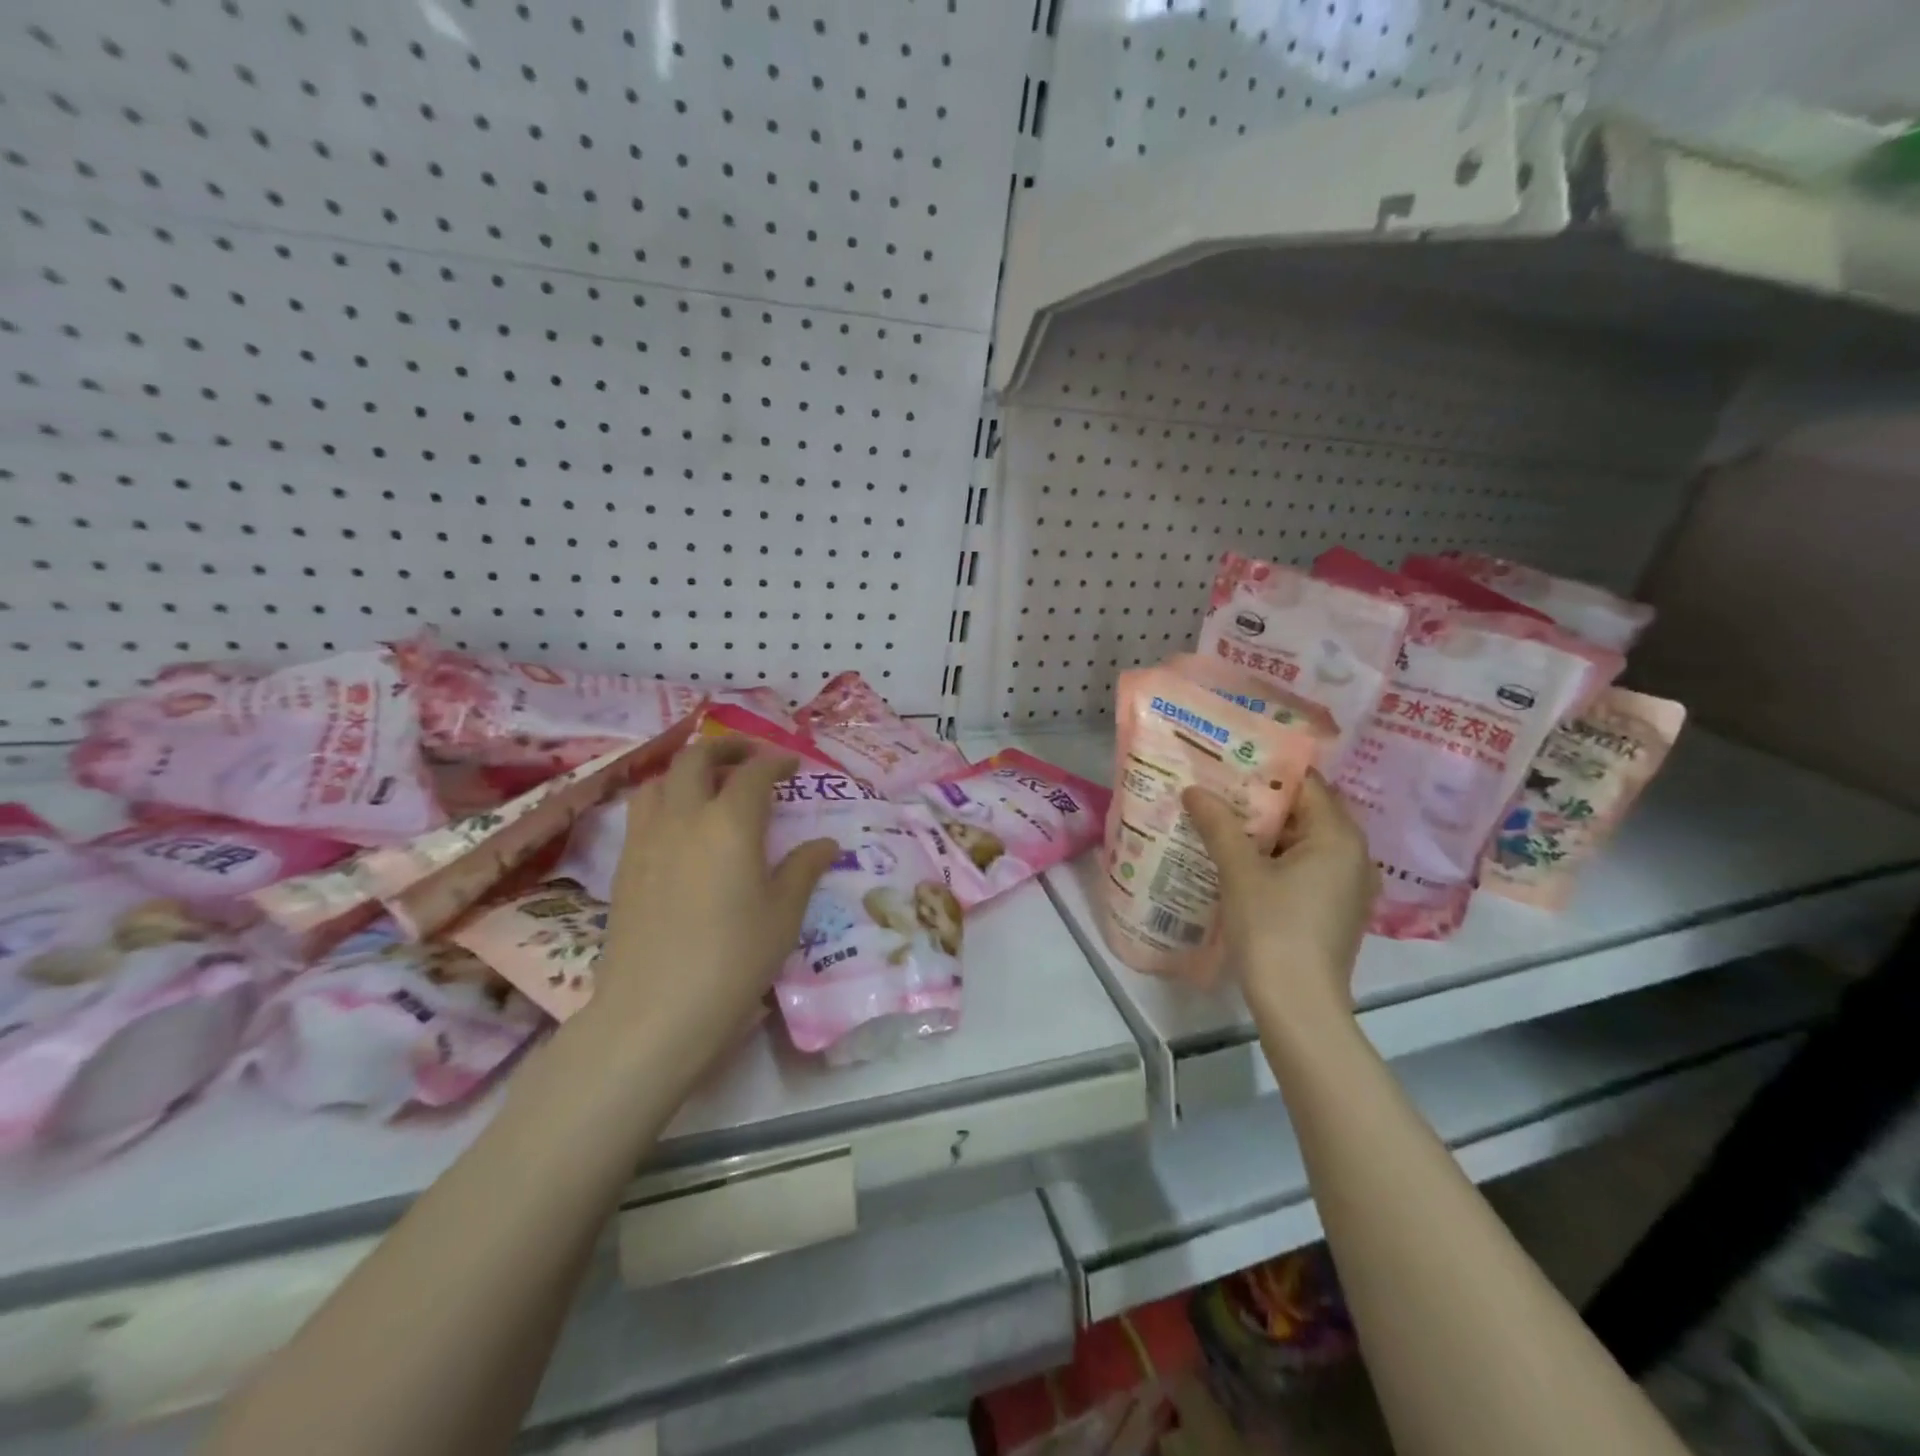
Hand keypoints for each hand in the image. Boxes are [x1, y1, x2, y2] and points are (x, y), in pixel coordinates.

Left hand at [592, 738, 836, 1089]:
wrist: (655, 1011)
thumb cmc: (733, 960)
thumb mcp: (783, 915)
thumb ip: (803, 870)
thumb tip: (825, 844)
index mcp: (731, 823)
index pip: (754, 773)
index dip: (775, 762)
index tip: (791, 765)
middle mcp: (684, 817)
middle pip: (697, 759)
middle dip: (726, 748)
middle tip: (749, 757)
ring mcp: (646, 839)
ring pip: (660, 780)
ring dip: (688, 770)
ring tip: (709, 786)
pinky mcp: (624, 865)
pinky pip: (642, 811)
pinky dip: (665, 799)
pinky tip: (681, 827)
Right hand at [1182, 773, 1377, 1025]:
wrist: (1298, 1006)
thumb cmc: (1273, 929)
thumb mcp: (1240, 872)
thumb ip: (1218, 825)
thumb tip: (1194, 790)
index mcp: (1339, 837)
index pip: (1306, 784)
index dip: (1265, 771)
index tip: (1227, 762)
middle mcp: (1354, 856)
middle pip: (1304, 812)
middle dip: (1258, 802)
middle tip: (1214, 790)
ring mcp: (1347, 886)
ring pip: (1302, 843)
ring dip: (1262, 833)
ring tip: (1217, 821)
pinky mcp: (1334, 910)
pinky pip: (1304, 868)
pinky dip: (1273, 859)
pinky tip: (1235, 861)